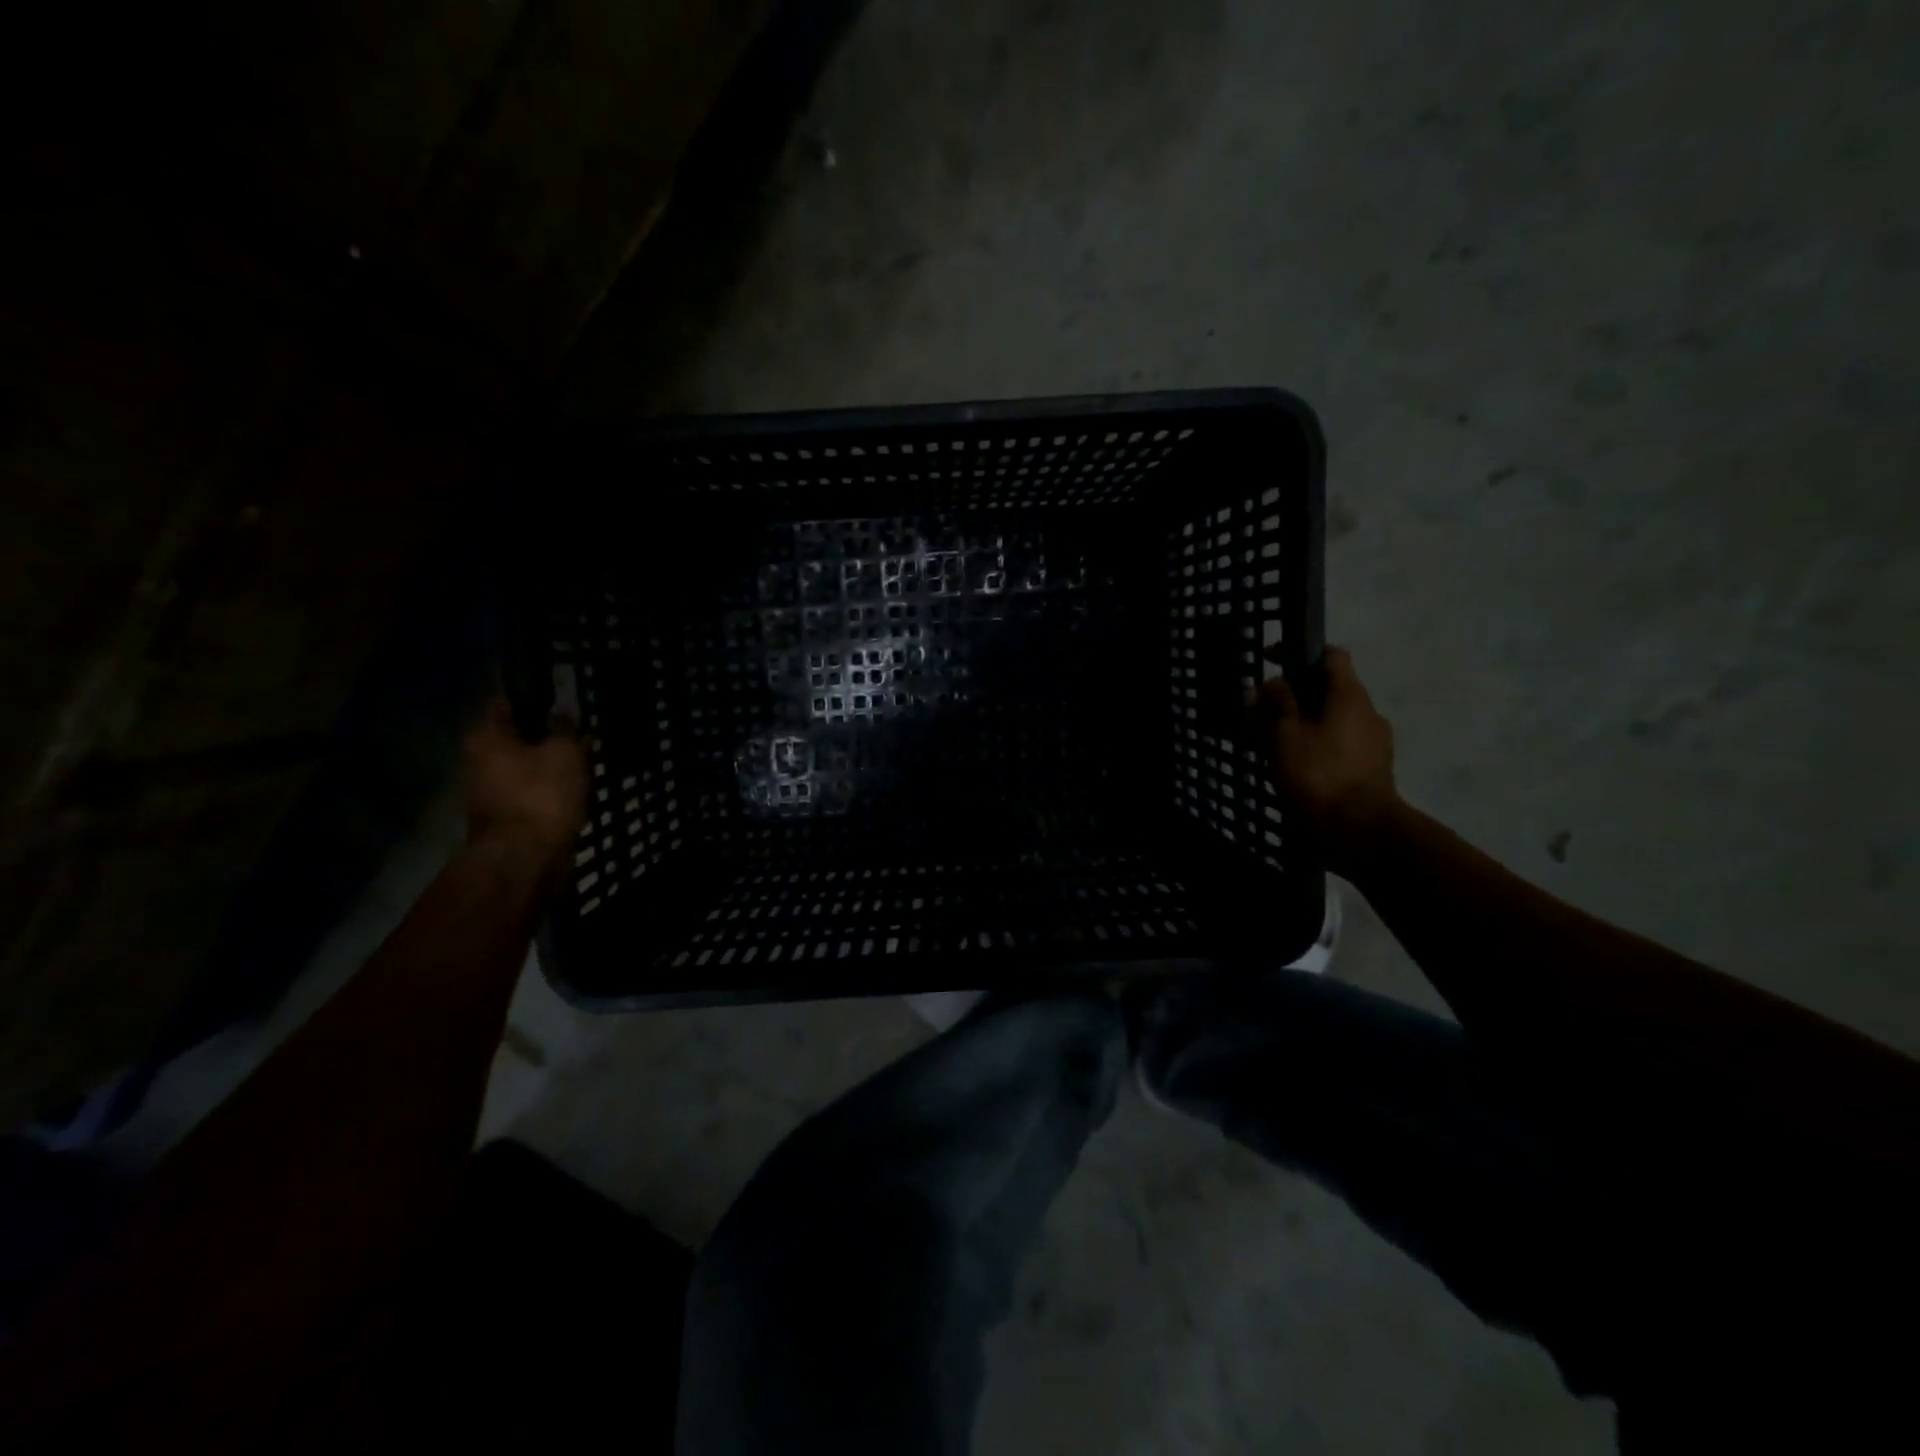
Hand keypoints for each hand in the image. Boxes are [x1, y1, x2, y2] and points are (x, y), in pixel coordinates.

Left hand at [463, 697, 587, 874]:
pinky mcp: (505, 820)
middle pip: (515, 738)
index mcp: (486, 737)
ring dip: (548, 767)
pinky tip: (573, 793)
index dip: (534, 698)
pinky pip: (531, 795)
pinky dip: (549, 793)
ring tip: (582, 766)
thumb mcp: (565, 752)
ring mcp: (488, 794)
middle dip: (545, 737)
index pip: (506, 703)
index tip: (561, 700)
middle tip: (578, 736)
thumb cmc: (542, 795)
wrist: (525, 860)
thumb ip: (565, 729)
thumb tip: (561, 714)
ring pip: (524, 769)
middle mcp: (477, 761)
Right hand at [1257, 648, 1401, 876]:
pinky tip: (1294, 765)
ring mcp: (1373, 743)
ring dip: (1304, 723)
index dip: (1300, 653)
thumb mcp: (1286, 735)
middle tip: (1262, 711)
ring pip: (1333, 720)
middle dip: (1295, 695)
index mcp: (1350, 696)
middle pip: (1329, 690)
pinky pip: (1339, 745)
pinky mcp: (1371, 770)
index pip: (1331, 656)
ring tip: (1272, 742)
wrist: (1359, 832)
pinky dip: (1316, 746)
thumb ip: (1276, 704)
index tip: (1271, 662)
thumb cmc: (1319, 775)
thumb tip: (1271, 682)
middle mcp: (1367, 713)